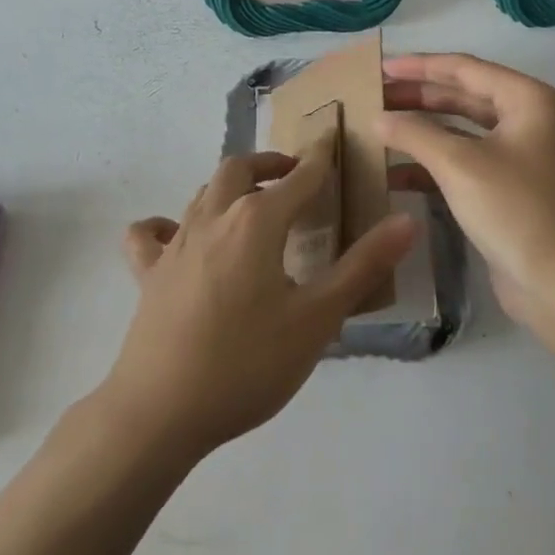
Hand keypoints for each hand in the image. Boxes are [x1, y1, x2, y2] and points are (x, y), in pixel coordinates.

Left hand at [106, 140, 416, 458]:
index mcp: (256, 222)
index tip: (331, 141)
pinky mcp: (147, 272)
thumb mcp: (317, 319)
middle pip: (239, 169)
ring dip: (230, 188)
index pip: (299, 177)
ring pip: (202, 193)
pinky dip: (165, 225)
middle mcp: (213, 217)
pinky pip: (150, 233)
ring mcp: (175, 243)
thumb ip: (363, 266)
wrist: (160, 412)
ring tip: (253, 207)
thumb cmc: (247, 363)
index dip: (319, 159)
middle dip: (270, 165)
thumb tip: (407, 220)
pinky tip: (178, 239)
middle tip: (295, 178)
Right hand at [378, 53, 554, 338]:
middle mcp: (527, 120)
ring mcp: (518, 156)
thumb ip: (414, 133)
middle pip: (462, 96)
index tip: (379, 67)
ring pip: (460, 131)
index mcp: (527, 100)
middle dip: (417, 96)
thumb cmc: (516, 210)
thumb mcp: (460, 164)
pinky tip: (393, 174)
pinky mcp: (507, 189)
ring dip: (420, 130)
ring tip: (377, 129)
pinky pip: (463, 163)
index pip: (464, 68)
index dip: (418, 66)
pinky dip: (431, 164)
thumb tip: (377, 117)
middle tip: (372, 96)